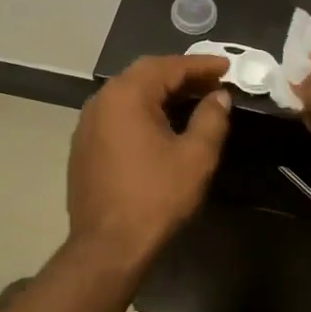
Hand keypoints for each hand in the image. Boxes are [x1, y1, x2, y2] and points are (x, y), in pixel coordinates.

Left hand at [68, 55, 231, 259]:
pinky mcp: (83, 145)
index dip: (201, 65)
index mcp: (126, 95)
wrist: (107, 246)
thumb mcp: (195, 157)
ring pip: (129, 93)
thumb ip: (211, 119)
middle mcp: (101, 100)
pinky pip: (117, 113)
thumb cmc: (156, 197)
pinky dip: (142, 110)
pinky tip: (162, 123)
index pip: (168, 66)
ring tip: (193, 99)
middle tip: (212, 81)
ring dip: (161, 92)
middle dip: (181, 75)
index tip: (227, 67)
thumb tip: (219, 96)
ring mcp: (87, 123)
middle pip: (145, 74)